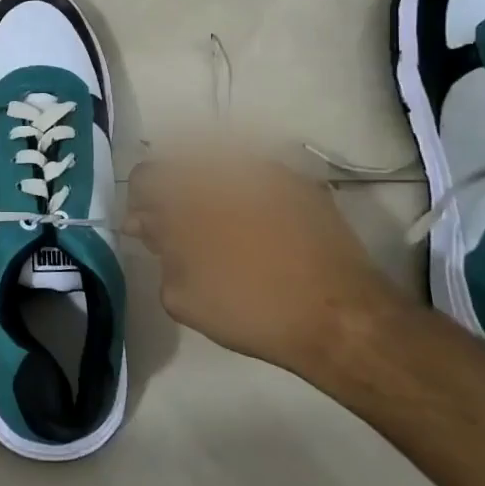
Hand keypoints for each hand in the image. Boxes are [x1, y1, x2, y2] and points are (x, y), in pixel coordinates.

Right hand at [126, 149, 410, 373]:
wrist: (343, 318)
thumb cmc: (253, 309)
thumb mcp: (184, 295)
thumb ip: (160, 252)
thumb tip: (149, 225)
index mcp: (192, 189)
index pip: (146, 178)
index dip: (141, 205)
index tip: (148, 233)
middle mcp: (227, 166)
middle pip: (184, 169)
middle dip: (178, 199)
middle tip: (184, 238)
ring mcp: (270, 171)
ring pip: (221, 172)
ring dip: (212, 196)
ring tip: (224, 237)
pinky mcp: (302, 185)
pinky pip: (258, 181)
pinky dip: (246, 199)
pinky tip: (258, 234)